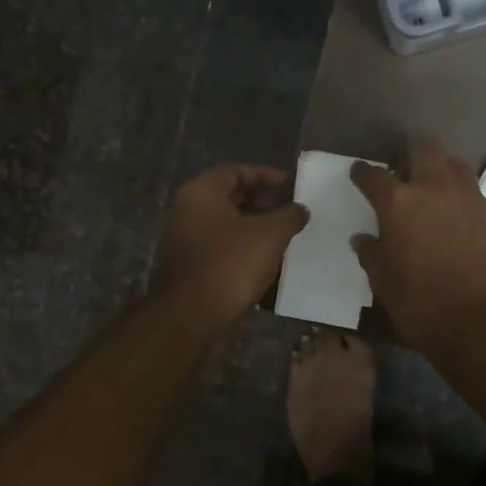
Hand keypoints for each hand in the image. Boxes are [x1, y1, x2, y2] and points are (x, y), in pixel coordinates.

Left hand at [154, 165, 309, 321]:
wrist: (192, 314)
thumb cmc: (230, 263)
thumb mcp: (270, 235)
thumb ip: (289, 216)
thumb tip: (300, 209)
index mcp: (201, 192)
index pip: (235, 171)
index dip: (264, 175)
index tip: (289, 183)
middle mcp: (187, 210)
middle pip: (229, 197)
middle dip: (261, 201)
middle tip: (288, 210)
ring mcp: (185, 239)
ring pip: (225, 223)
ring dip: (254, 226)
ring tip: (282, 236)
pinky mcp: (189, 265)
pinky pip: (220, 246)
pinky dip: (242, 246)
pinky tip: (265, 260)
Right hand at [350, 140, 485, 351]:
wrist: (484, 326)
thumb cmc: (421, 305)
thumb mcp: (383, 282)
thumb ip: (372, 254)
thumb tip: (364, 240)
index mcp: (400, 203)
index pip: (374, 176)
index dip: (363, 173)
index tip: (359, 173)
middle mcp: (437, 189)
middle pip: (424, 150)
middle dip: (410, 157)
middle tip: (404, 176)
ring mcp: (474, 201)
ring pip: (457, 167)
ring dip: (443, 174)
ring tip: (437, 196)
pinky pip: (480, 201)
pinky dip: (467, 208)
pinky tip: (465, 231)